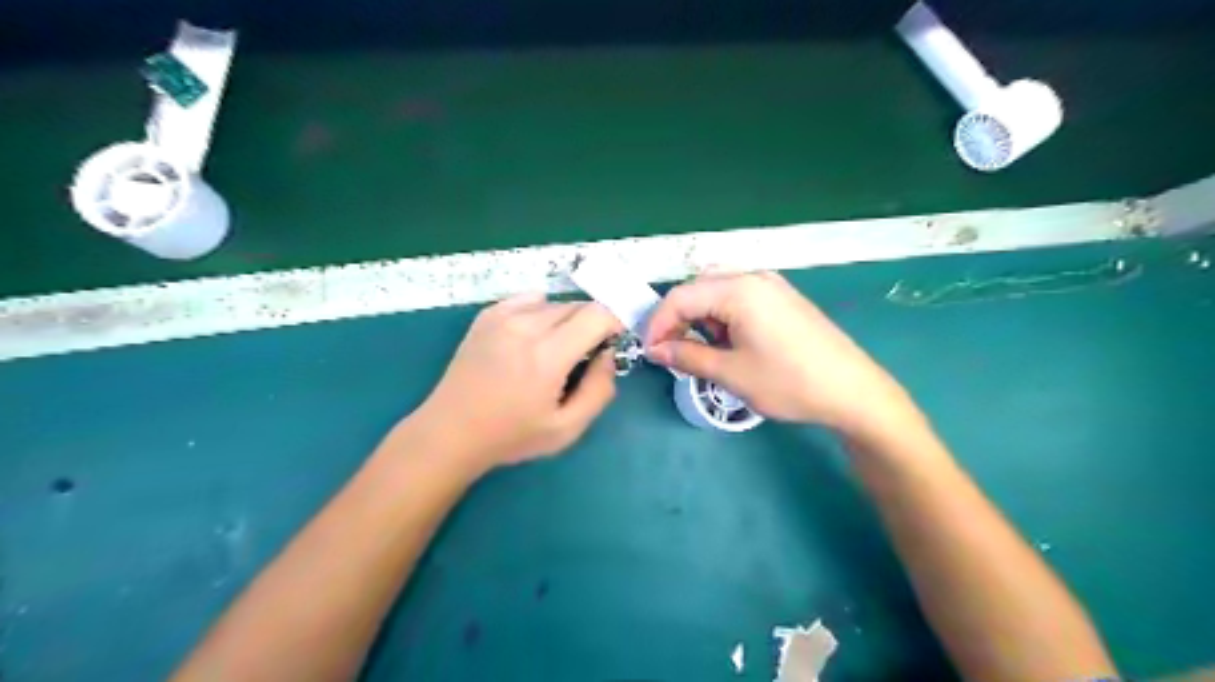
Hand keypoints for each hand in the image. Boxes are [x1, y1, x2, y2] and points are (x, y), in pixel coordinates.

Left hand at [404, 293, 620, 472]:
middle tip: (582, 356)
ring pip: (554, 303)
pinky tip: (531, 337)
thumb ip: (599, 390)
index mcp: (548, 355)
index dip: (614, 324)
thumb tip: (608, 355)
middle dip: (591, 325)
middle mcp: (526, 326)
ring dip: (566, 321)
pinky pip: (528, 300)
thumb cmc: (511, 435)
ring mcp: (503, 317)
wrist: (451, 431)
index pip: (597, 315)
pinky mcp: (487, 316)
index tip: (611, 344)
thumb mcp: (567, 429)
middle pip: (578, 306)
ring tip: (553, 350)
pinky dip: (540, 312)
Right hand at [643, 268, 921, 445]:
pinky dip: (723, 315)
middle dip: (678, 318)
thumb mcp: (731, 373)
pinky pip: (740, 297)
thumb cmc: (788, 382)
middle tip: (671, 351)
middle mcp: (753, 277)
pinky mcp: (784, 298)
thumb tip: (655, 351)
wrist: (852, 391)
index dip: (659, 324)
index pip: (681, 297)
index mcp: (738, 289)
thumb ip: (687, 356)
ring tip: (703, 350)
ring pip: (718, 291)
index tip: (650, 353)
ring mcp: (772, 285)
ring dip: (701, 317)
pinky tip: (730, 342)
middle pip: (698, 288)